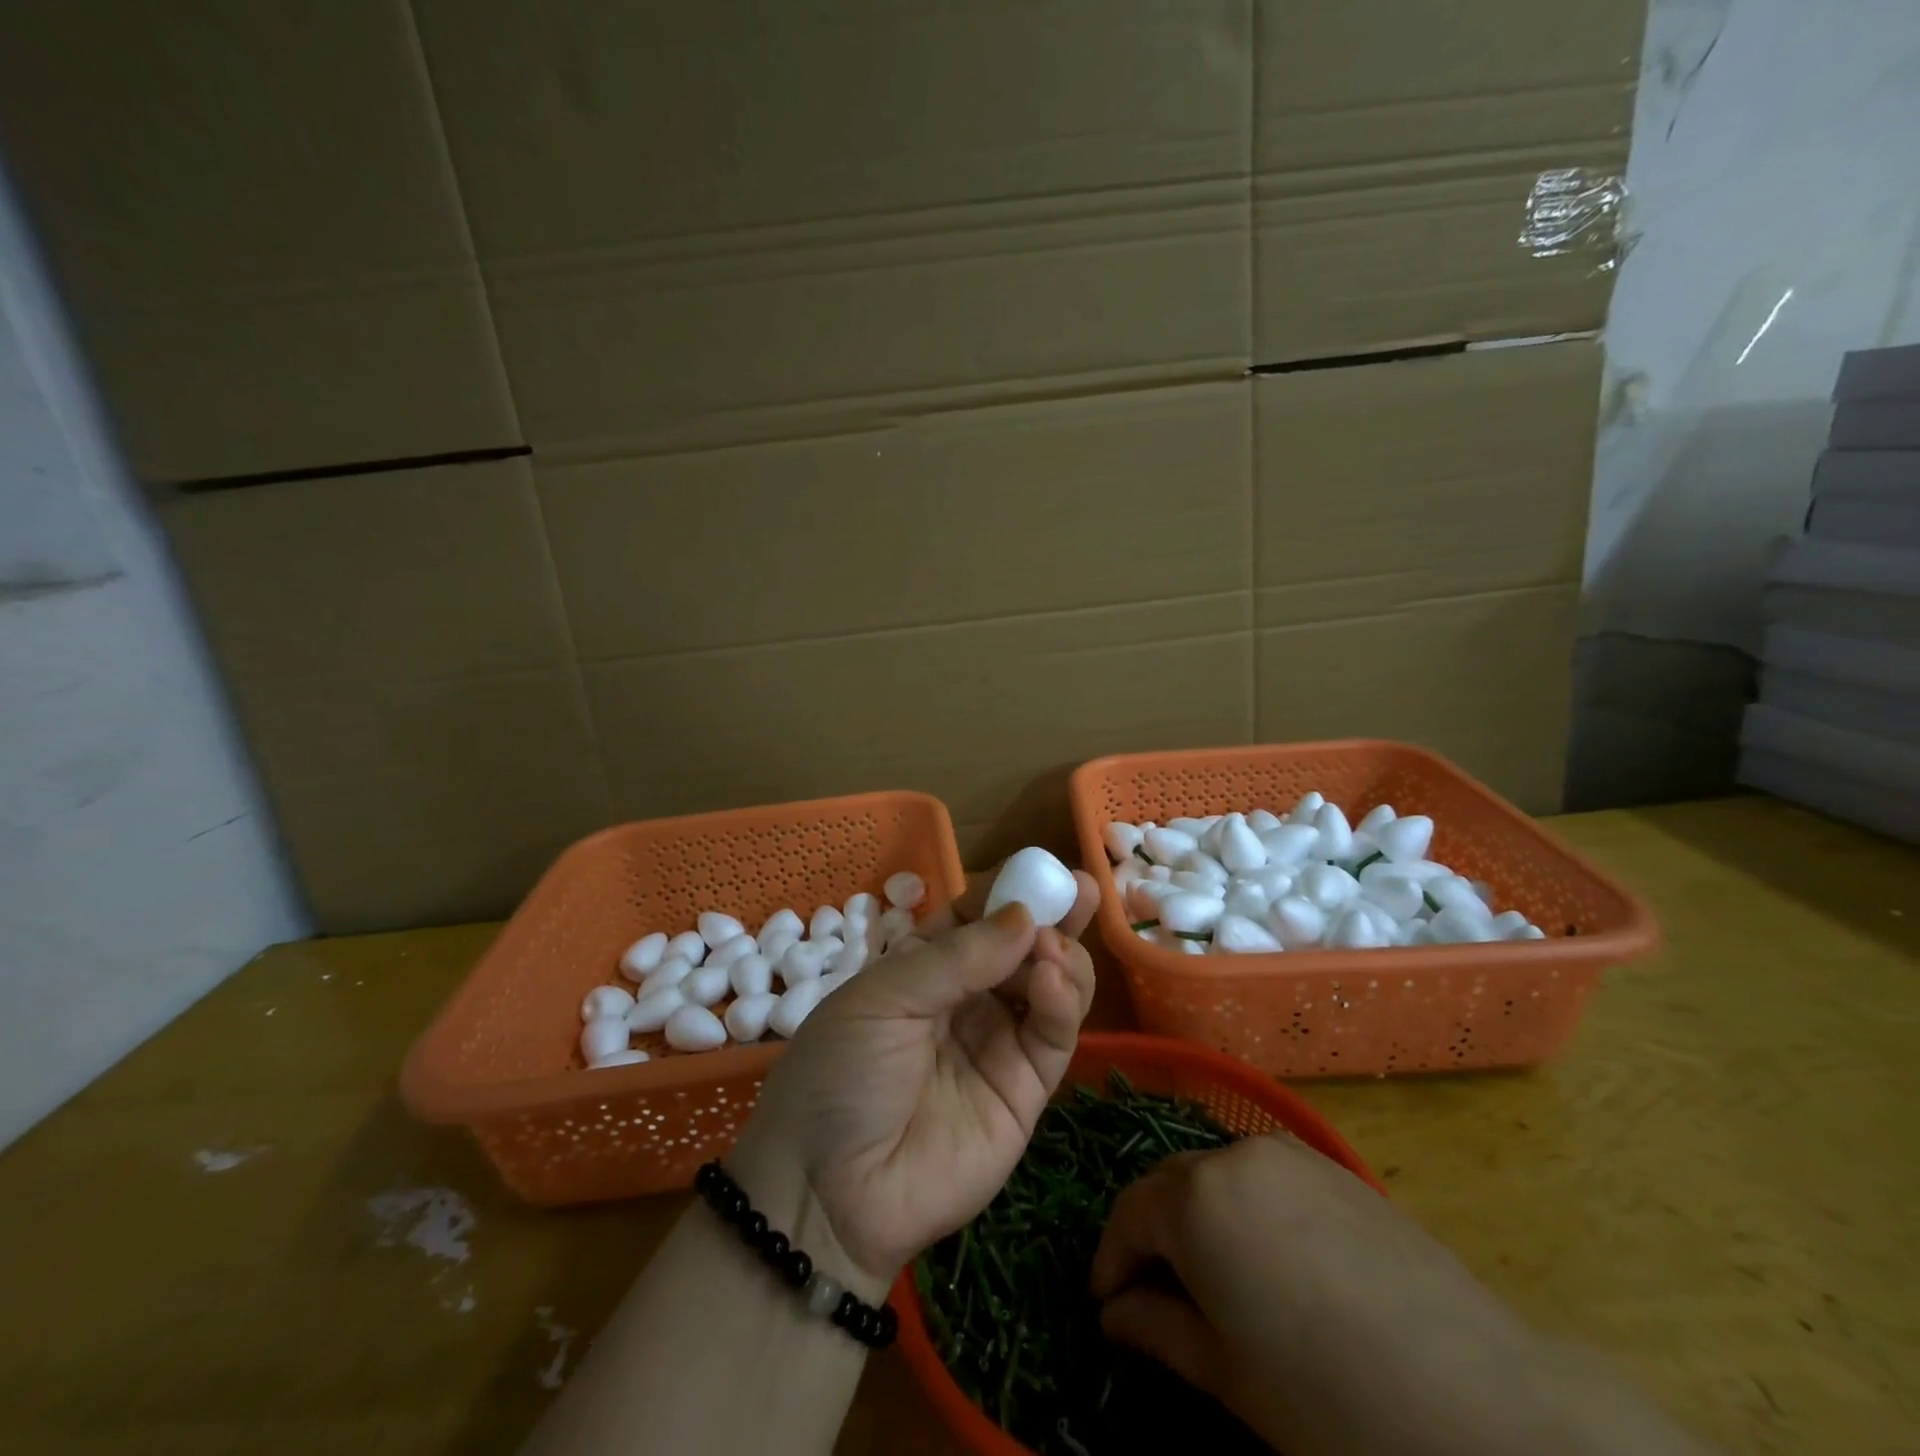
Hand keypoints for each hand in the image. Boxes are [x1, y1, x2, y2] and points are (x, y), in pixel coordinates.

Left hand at [728, 868, 1099, 1289]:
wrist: (829, 1194)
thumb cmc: (842, 1074)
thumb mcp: (884, 999)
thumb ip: (958, 958)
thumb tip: (1025, 916)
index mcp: (924, 967)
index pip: (976, 917)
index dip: (1008, 892)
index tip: (1041, 868)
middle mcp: (967, 998)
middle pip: (1021, 947)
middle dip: (1051, 916)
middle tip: (1079, 890)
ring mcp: (999, 1042)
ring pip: (1050, 985)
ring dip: (1060, 955)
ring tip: (1052, 948)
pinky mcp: (1026, 1089)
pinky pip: (1054, 1035)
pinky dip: (1064, 1001)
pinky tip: (1056, 978)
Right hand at [1090, 1135, 1681, 1455]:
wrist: (1479, 1401)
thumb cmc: (1328, 1399)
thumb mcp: (1227, 1375)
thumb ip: (1158, 1331)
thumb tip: (1114, 1315)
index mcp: (1196, 1196)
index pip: (1128, 1215)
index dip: (1110, 1261)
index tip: (1106, 1305)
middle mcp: (1234, 1155)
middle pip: (1170, 1184)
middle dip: (1151, 1234)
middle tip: (1149, 1294)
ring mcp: (1290, 1154)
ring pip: (1217, 1175)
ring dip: (1198, 1217)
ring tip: (1211, 1278)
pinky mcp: (1336, 1169)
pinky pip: (1266, 1177)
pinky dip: (1246, 1208)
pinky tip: (1271, 1262)